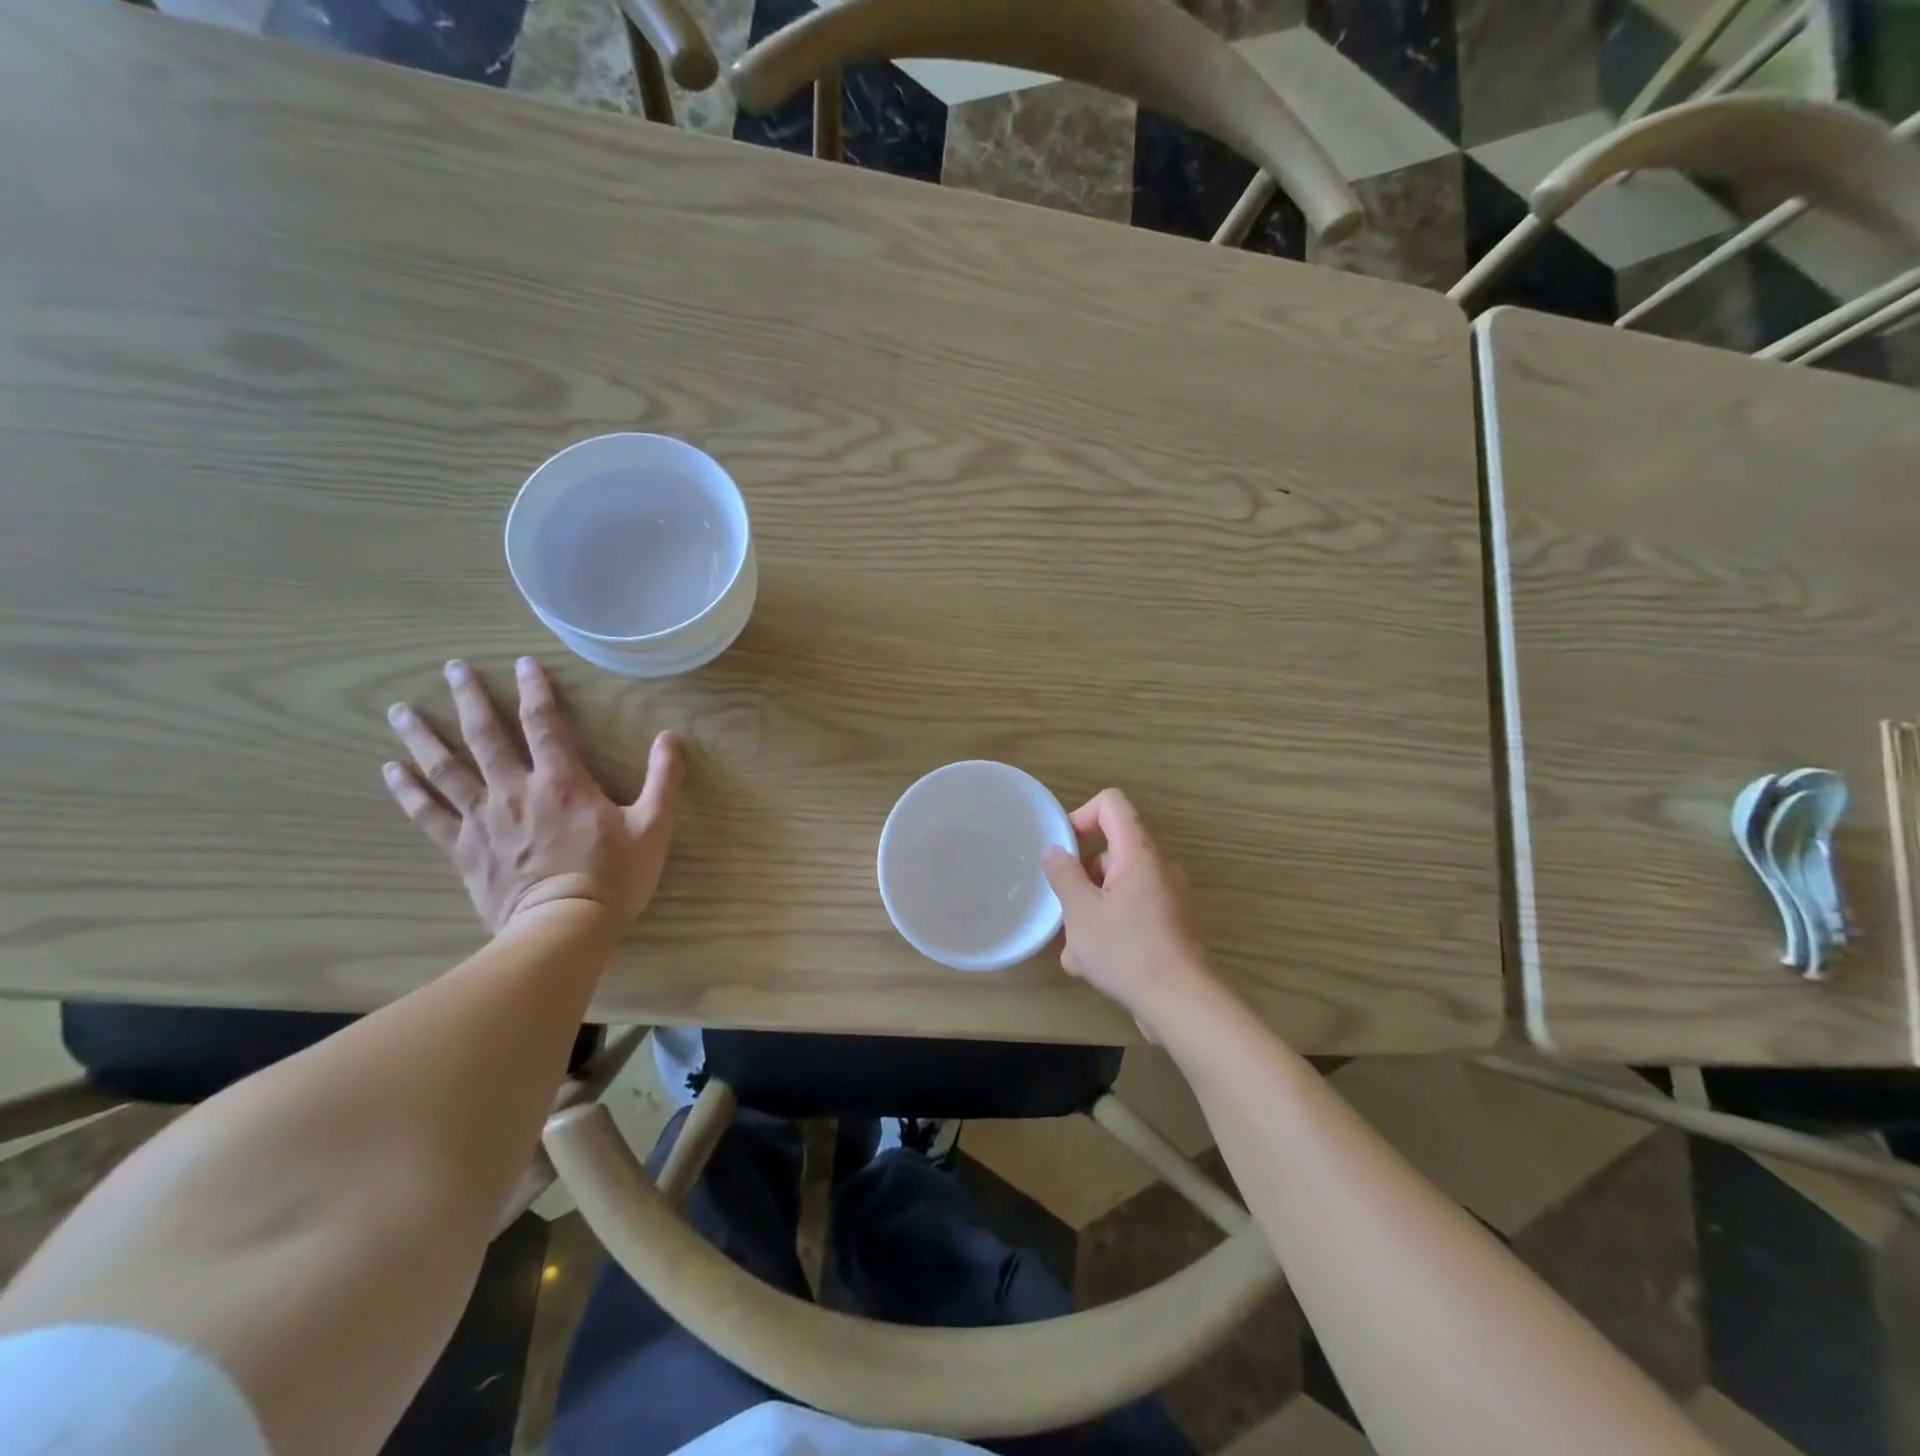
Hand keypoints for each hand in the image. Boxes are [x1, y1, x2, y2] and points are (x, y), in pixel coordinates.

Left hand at [383, 656, 682, 933]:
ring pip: (445, 768)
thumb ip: (663, 779)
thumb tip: (671, 737)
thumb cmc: (613, 876)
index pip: (544, 722)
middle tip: (452, 668)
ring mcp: (483, 819)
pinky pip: (428, 814)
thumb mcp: (654, 825)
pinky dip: (408, 790)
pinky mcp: (464, 849)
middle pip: (485, 735)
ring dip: (423, 736)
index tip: (523, 663)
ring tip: (401, 710)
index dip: (535, 689)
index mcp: (562, 781)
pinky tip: (391, 771)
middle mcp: (515, 789)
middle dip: (469, 697)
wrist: (563, 928)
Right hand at [1041, 789, 1215, 1035]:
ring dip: (1092, 913)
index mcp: (1139, 853)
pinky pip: (1134, 914)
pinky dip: (1112, 931)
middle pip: (1111, 852)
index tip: (1063, 849)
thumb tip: (1054, 850)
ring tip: (1077, 953)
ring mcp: (1170, 898)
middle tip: (1067, 914)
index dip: (1081, 815)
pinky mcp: (1173, 927)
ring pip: (1118, 890)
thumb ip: (1064, 875)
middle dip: (1082, 880)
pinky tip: (1096, 967)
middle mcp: (1159, 868)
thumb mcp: (1081, 912)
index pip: (1112, 804)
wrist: (1183, 1004)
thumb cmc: (1127, 951)